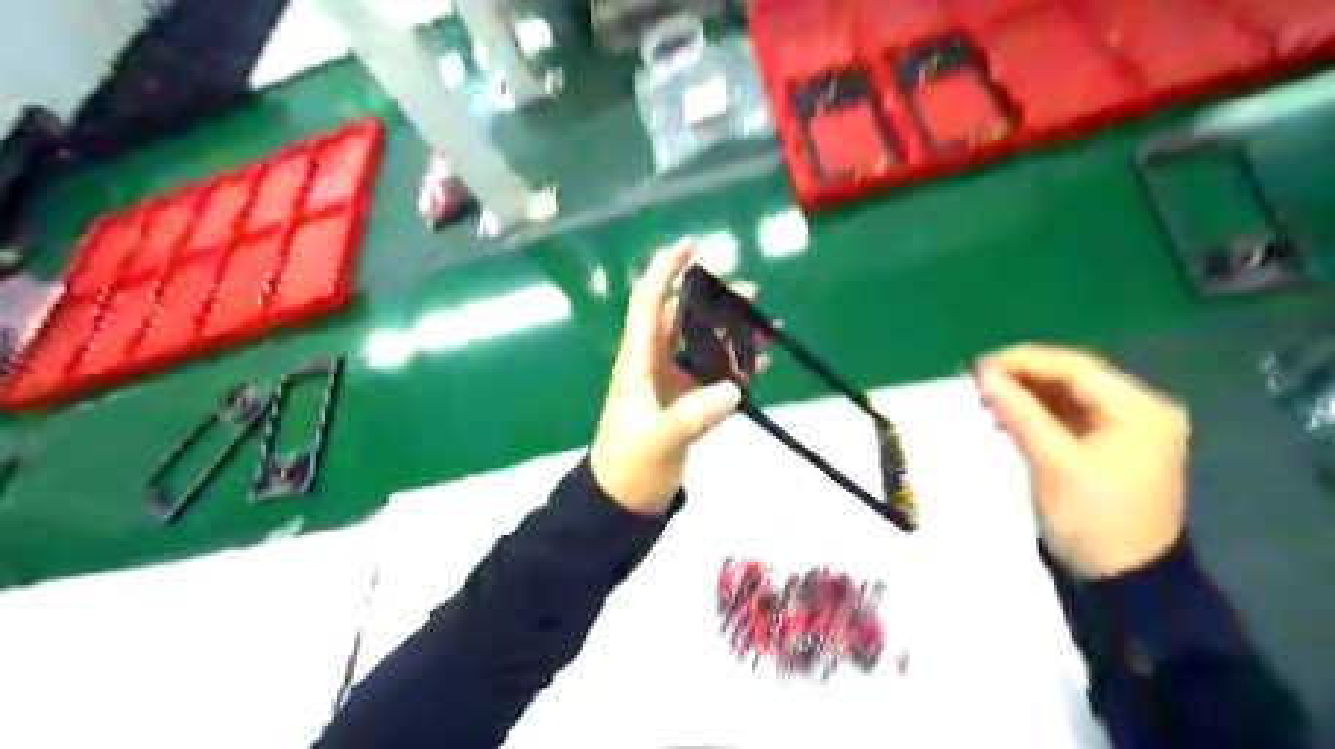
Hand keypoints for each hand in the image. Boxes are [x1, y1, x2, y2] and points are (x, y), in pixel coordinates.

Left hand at [595, 241, 748, 515]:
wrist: (624, 502)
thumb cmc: (629, 467)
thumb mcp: (658, 441)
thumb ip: (693, 416)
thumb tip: (733, 390)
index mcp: (637, 362)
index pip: (649, 304)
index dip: (665, 271)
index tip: (690, 244)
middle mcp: (653, 364)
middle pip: (683, 319)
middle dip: (714, 301)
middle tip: (751, 292)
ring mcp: (671, 383)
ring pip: (702, 345)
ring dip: (731, 333)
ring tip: (766, 327)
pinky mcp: (684, 402)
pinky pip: (712, 373)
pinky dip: (735, 366)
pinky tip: (761, 362)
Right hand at [972, 346, 1189, 578]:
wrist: (1127, 581)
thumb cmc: (1093, 519)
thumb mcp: (1053, 463)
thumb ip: (1020, 413)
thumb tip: (984, 375)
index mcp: (1139, 410)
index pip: (1075, 369)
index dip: (1024, 362)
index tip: (980, 366)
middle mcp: (1141, 410)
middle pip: (1074, 379)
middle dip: (1024, 377)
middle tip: (978, 381)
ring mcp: (1129, 430)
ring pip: (1069, 397)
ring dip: (1028, 395)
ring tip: (986, 398)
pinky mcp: (1113, 447)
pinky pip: (1071, 418)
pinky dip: (1039, 414)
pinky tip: (1009, 417)